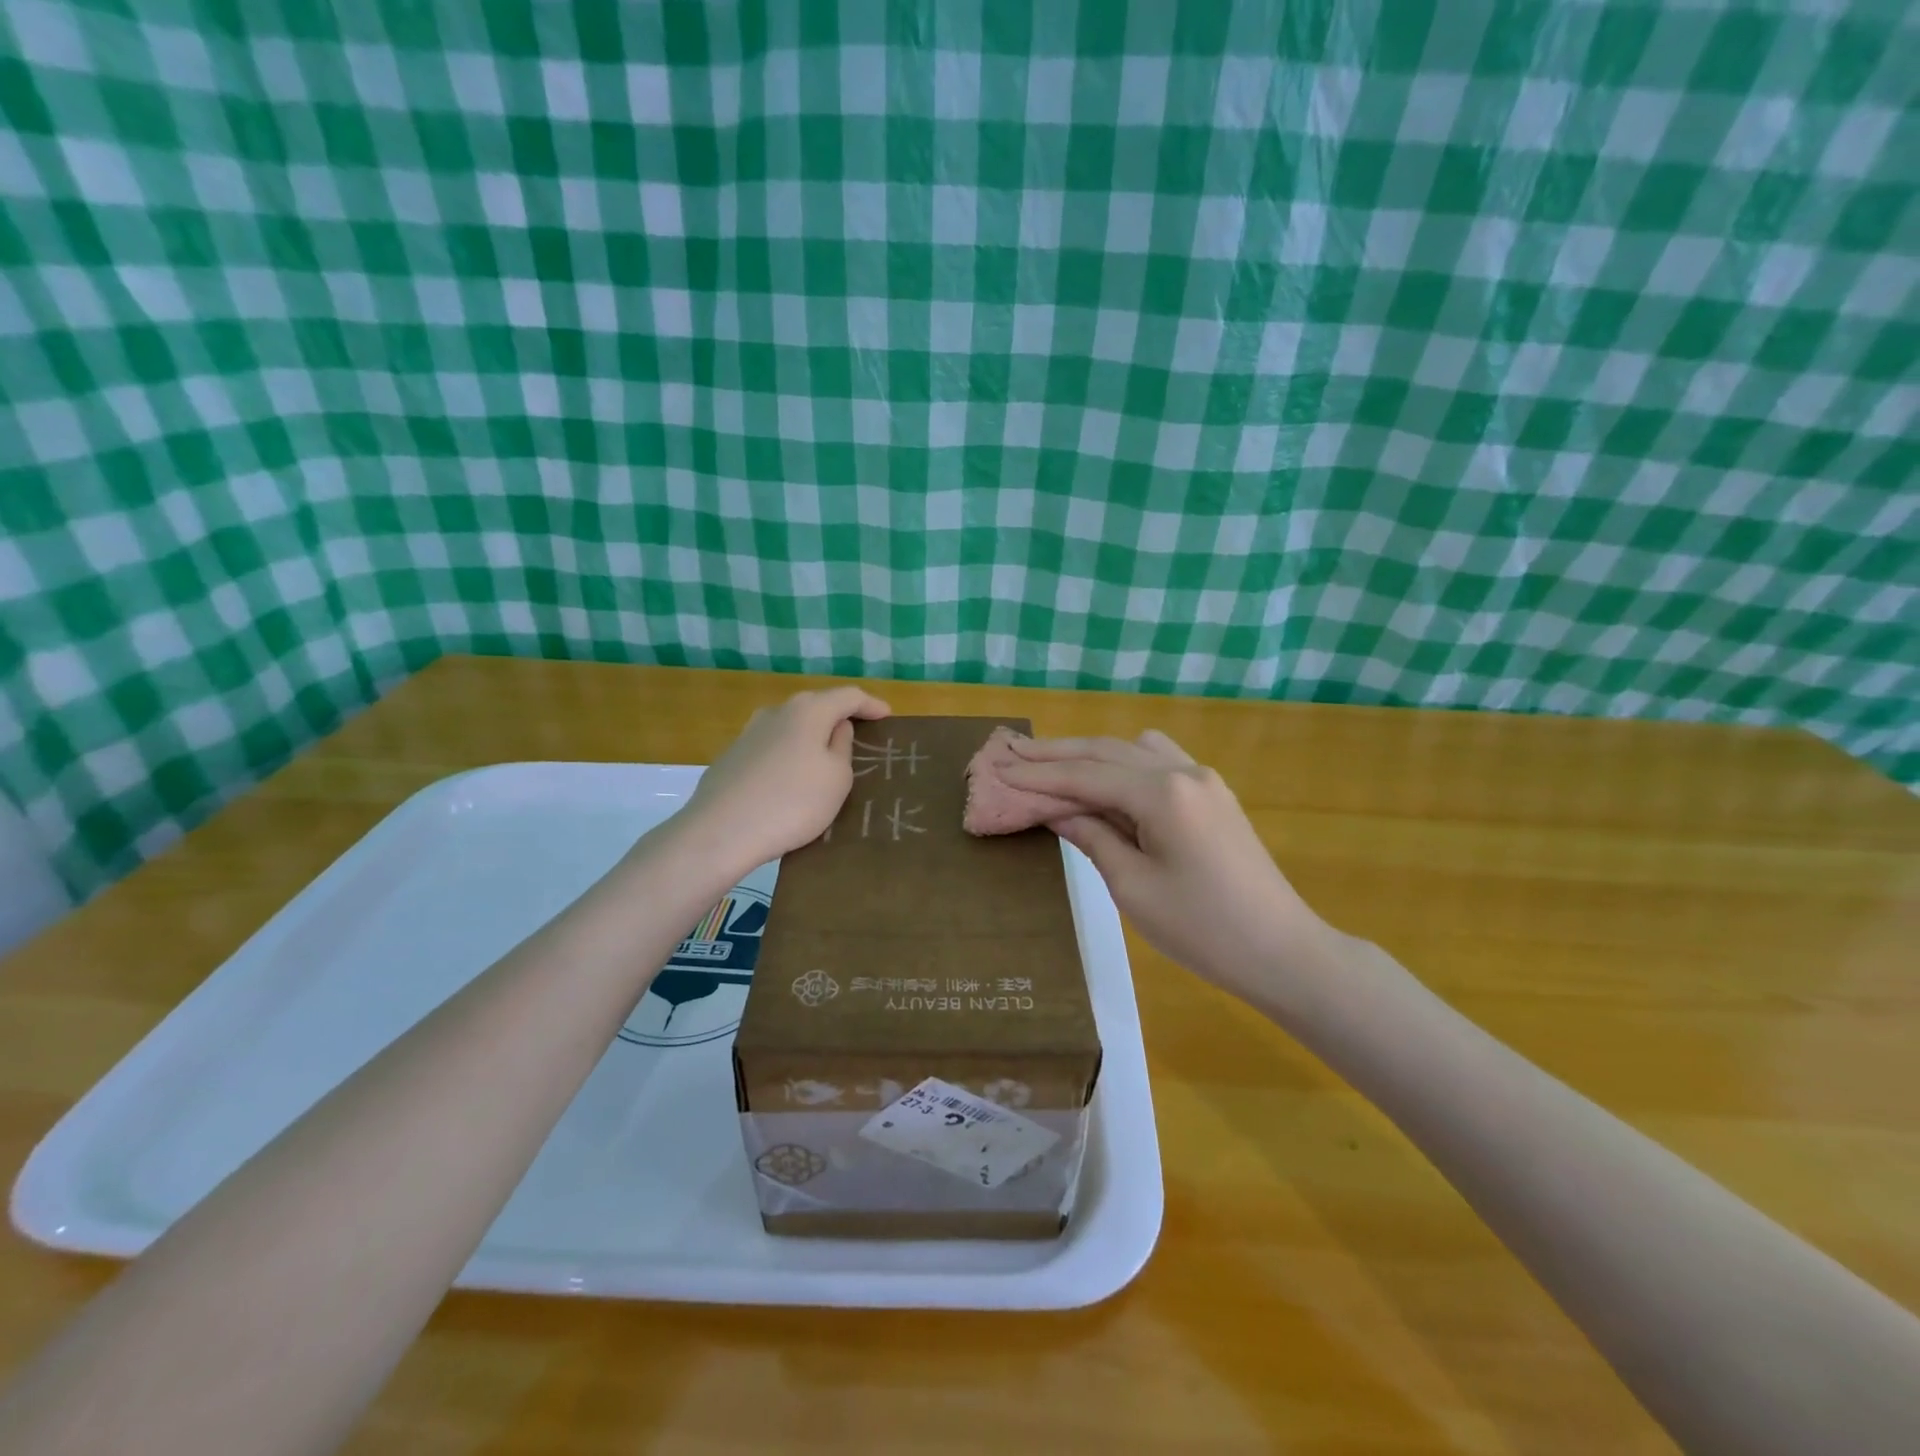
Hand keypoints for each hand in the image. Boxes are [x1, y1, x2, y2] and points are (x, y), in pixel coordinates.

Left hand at [673, 686, 890, 875]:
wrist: (722, 831)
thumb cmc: (793, 802)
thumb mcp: (836, 778)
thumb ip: (842, 747)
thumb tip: (837, 728)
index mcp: (809, 711)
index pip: (848, 696)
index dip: (870, 704)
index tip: (887, 716)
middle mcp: (777, 711)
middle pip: (816, 705)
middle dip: (838, 716)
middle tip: (858, 734)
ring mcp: (750, 733)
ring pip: (791, 726)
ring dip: (811, 736)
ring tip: (825, 756)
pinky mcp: (732, 757)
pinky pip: (772, 747)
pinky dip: (789, 754)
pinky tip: (791, 777)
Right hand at [1000, 732, 1326, 1003]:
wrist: (1282, 951)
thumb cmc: (1202, 929)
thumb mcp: (1132, 887)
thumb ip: (1091, 836)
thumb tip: (1055, 809)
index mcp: (1162, 793)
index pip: (1085, 775)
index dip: (1037, 775)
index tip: (997, 770)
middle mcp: (1183, 770)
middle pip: (1106, 751)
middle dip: (1055, 753)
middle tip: (1010, 752)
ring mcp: (1203, 779)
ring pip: (1133, 749)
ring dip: (1089, 753)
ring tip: (1049, 764)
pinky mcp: (1213, 794)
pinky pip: (1157, 761)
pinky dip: (1122, 763)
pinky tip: (1105, 781)